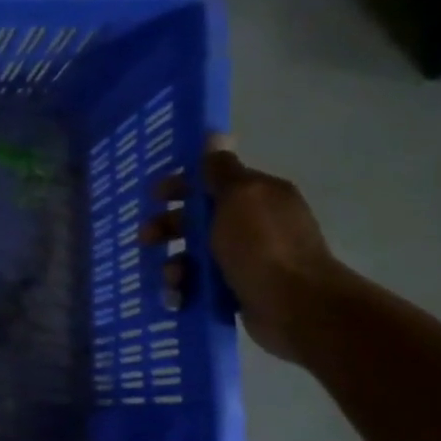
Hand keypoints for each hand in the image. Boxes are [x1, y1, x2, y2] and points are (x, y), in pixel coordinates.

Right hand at [147, 136, 347, 362]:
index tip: (154, 196)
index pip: (213, 181)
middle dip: (168, 228)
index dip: (181, 186)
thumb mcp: (240, 198)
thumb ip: (220, 171)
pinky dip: (186, 288)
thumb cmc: (262, 245)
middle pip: (198, 219)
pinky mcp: (238, 289)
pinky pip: (201, 283)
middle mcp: (254, 223)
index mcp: (258, 196)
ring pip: (195, 254)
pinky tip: (178, 297)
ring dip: (173, 264)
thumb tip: (214, 134)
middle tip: (145, 240)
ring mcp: (247, 258)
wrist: (295, 305)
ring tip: (170, 279)